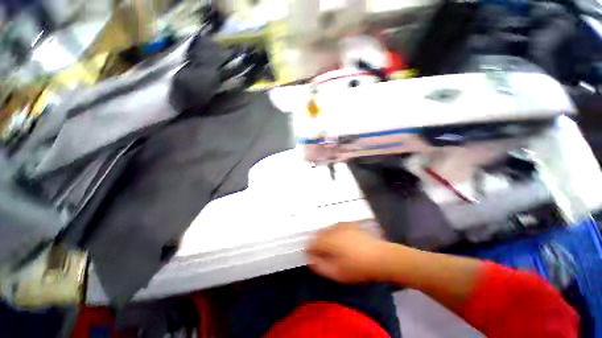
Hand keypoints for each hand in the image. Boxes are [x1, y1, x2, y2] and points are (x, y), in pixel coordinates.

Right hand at [306, 222, 387, 282]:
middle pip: (318, 233)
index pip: (312, 243)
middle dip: (316, 242)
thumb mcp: (336, 272)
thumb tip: (310, 260)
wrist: (379, 257)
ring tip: (329, 246)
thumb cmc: (357, 267)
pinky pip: (336, 226)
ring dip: (324, 236)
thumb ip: (320, 266)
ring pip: (327, 229)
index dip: (309, 250)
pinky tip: (338, 239)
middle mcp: (332, 229)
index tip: (310, 256)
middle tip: (320, 252)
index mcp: (328, 240)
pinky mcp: (349, 224)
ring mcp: (341, 225)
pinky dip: (333, 232)